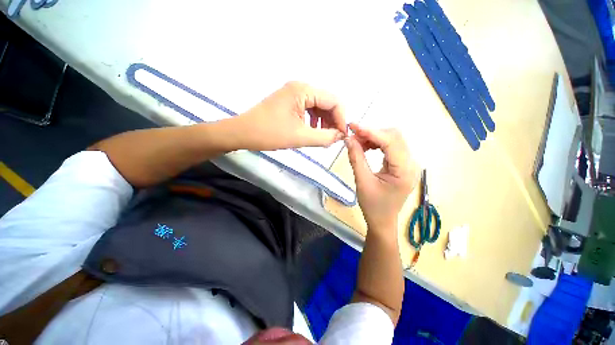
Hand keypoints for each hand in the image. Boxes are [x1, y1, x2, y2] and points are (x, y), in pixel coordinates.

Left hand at [232, 81, 346, 150]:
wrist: (242, 132)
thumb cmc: (269, 133)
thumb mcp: (299, 137)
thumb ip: (324, 137)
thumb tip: (340, 136)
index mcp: (303, 90)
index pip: (333, 101)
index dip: (341, 119)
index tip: (341, 136)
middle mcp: (300, 87)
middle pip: (327, 102)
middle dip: (333, 120)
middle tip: (333, 138)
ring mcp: (294, 94)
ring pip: (319, 106)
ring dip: (324, 121)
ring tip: (323, 137)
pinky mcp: (289, 102)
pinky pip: (309, 109)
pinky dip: (315, 120)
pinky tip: (313, 131)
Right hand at [345, 124, 418, 230]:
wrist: (382, 221)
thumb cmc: (373, 206)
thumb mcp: (362, 182)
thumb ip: (356, 158)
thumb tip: (348, 139)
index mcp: (404, 170)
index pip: (390, 141)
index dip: (370, 131)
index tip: (353, 126)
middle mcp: (411, 163)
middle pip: (394, 136)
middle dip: (372, 133)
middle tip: (353, 137)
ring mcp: (408, 163)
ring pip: (392, 139)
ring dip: (373, 138)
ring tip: (357, 143)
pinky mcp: (402, 164)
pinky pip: (390, 147)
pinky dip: (376, 143)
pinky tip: (366, 148)